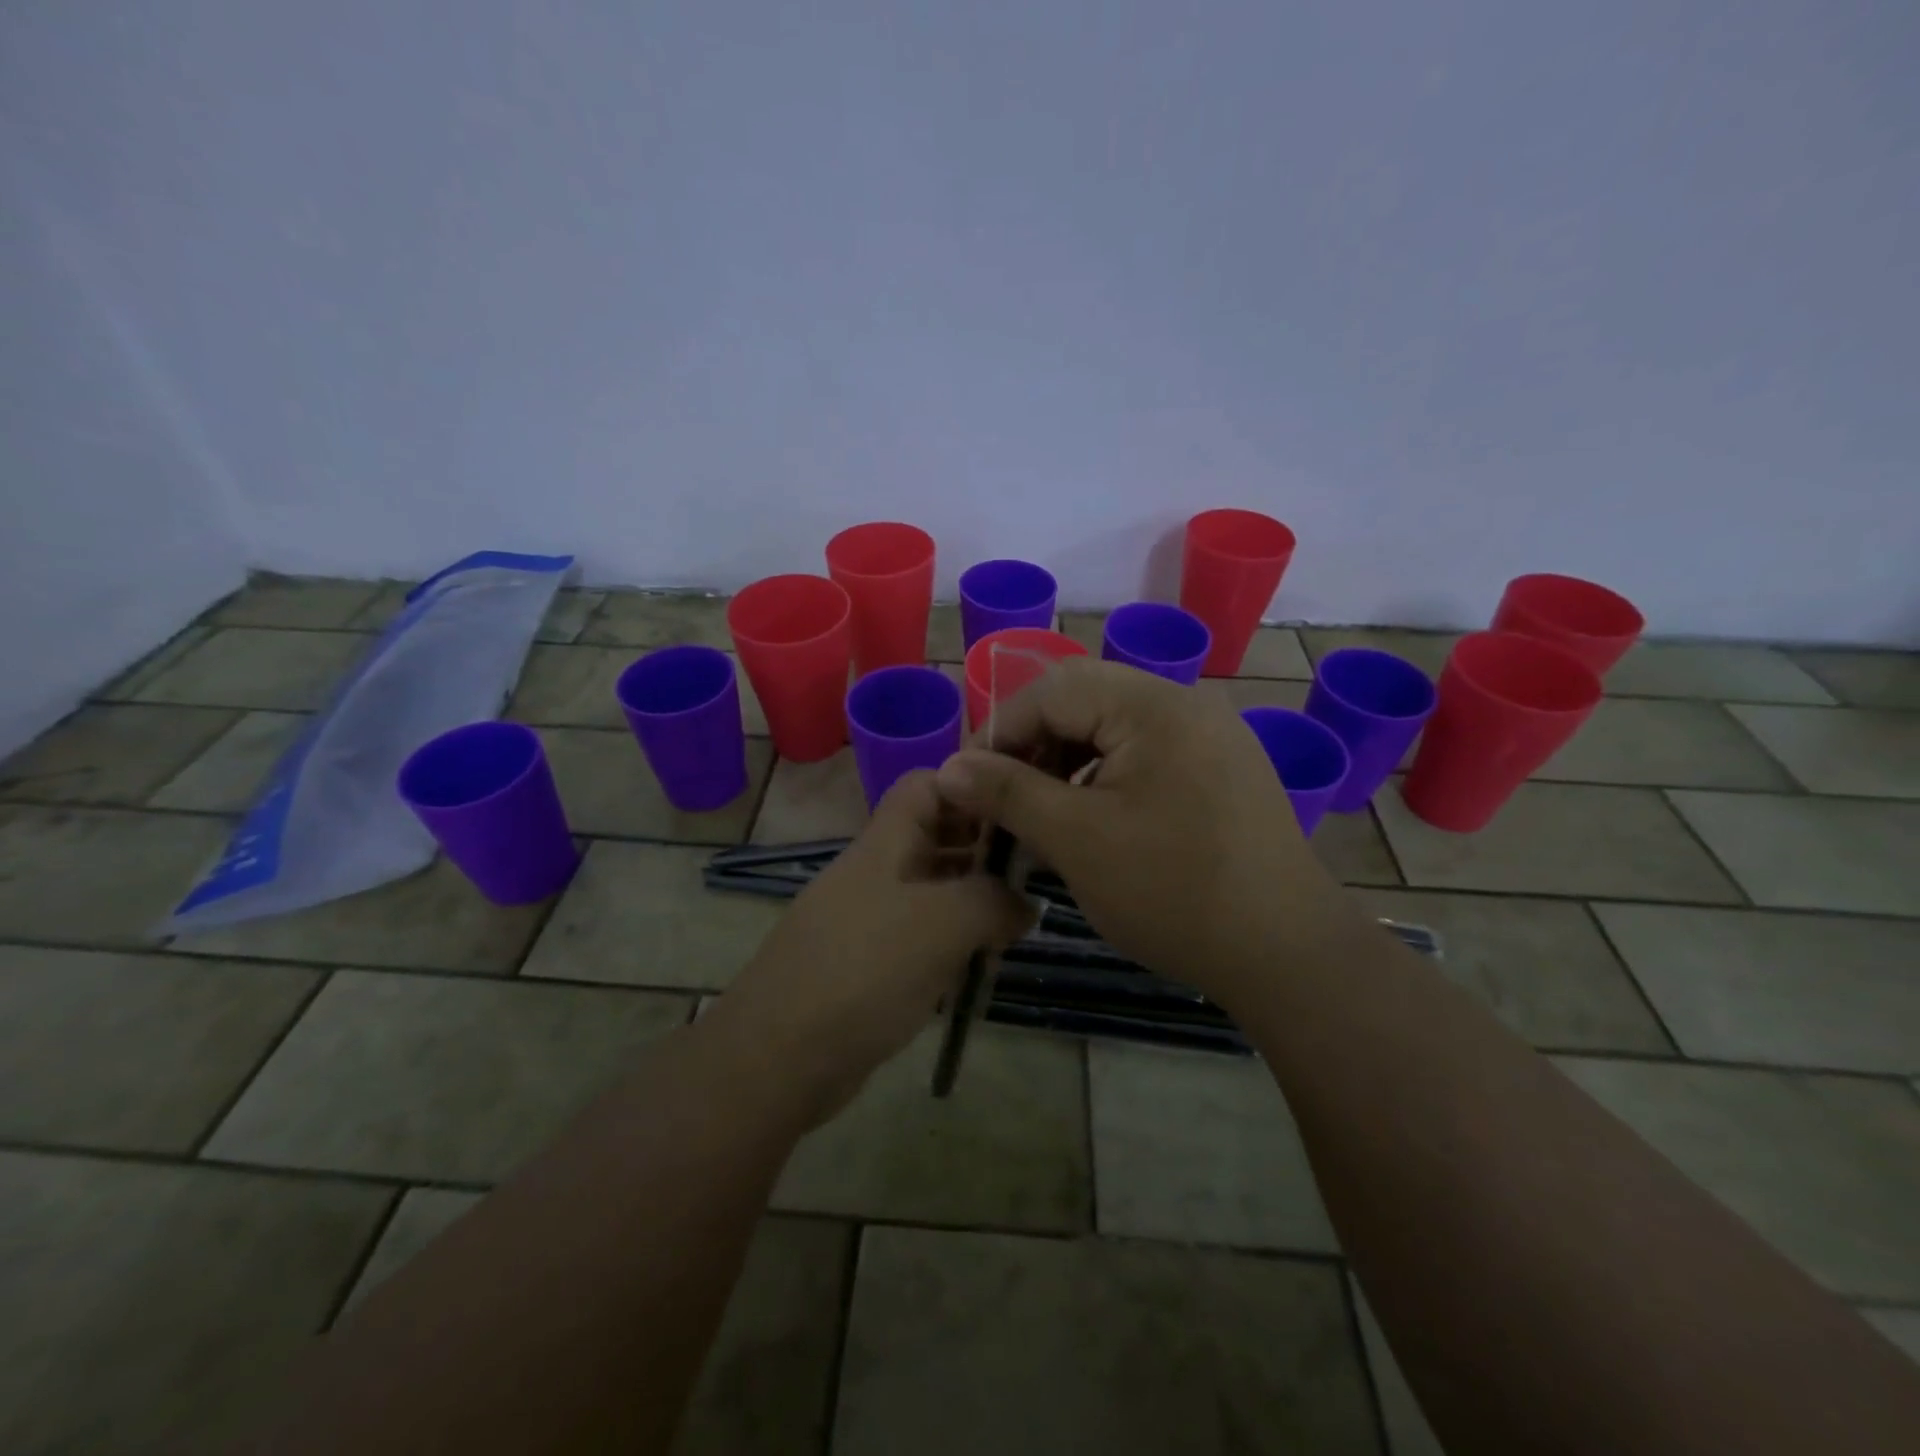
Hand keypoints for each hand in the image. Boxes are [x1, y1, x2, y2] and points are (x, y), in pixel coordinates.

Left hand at [704, 770, 1030, 1128]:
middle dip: (983, 847)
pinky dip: (950, 940)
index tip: (1019, 812)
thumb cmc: (864, 971)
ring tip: (1019, 919)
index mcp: (885, 843)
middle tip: (1035, 873)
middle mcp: (875, 871)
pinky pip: (918, 935)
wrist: (778, 1057)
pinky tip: (979, 962)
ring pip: (930, 889)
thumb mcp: (943, 923)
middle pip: (934, 835)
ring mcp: (867, 918)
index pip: (927, 784)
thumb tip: (1027, 902)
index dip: (971, 787)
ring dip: (972, 898)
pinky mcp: (866, 963)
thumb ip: (994, 901)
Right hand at [935, 658, 1349, 1003]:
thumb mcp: (1076, 839)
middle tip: (1002, 797)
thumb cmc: (1173, 892)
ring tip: (1041, 812)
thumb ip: (1007, 793)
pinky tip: (1092, 819)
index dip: (1000, 732)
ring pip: (1113, 728)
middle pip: (1084, 700)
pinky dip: (1105, 777)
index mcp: (1153, 704)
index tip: (968, 783)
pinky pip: (1145, 752)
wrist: (1287, 954)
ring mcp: (1211, 735)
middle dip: (1033, 745)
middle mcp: (1186, 703)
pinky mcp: (1221, 768)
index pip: (1052, 690)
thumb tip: (949, 769)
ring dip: (1066, 761)